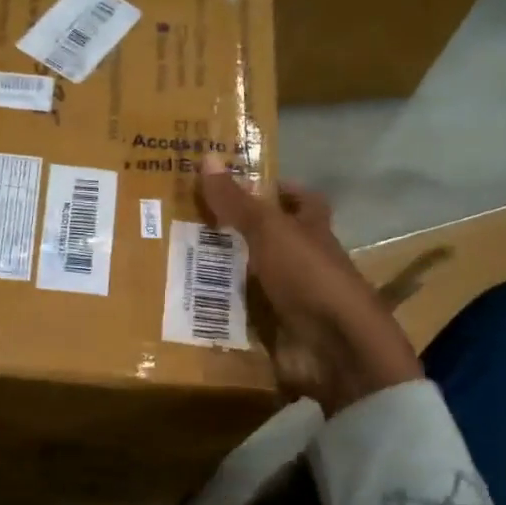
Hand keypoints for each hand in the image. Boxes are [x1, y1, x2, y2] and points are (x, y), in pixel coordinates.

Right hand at [197, 157, 421, 415]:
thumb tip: (207, 156)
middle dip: (232, 235)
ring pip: (249, 281)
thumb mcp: (269, 231)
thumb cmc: (309, 276)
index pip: (301, 201)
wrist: (335, 348)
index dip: (279, 190)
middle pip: (268, 242)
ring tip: (170, 265)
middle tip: (185, 225)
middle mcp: (303, 263)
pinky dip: (218, 315)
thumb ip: (237, 201)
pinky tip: (183, 308)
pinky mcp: (275, 332)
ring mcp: (290, 300)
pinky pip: (240, 319)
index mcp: (311, 232)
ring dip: (218, 277)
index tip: (241, 184)